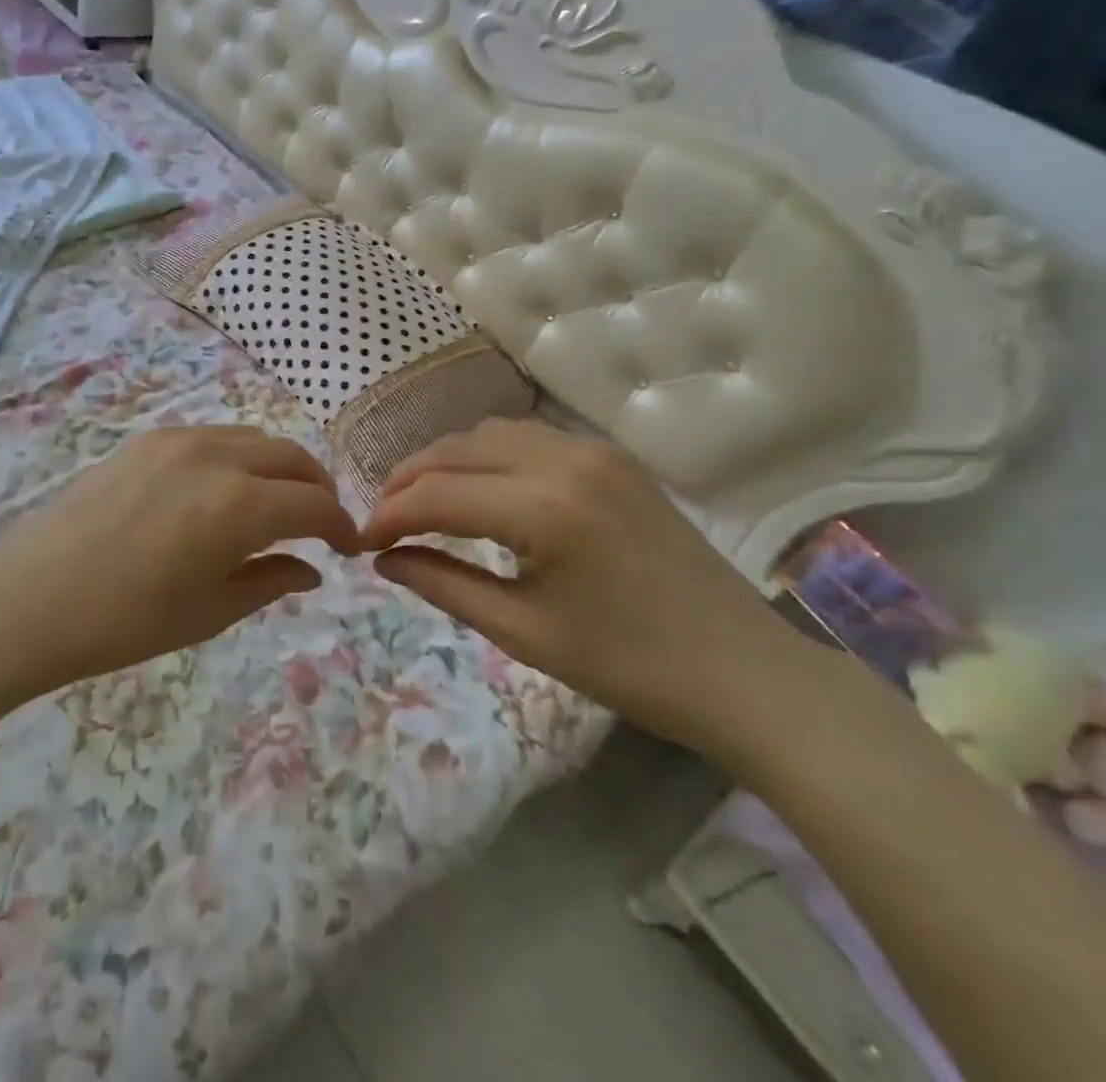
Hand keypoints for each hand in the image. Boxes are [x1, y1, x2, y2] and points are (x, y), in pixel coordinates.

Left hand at [0, 426, 359, 686]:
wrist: (35, 595)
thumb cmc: (128, 619)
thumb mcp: (212, 610)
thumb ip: (272, 581)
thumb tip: (312, 569)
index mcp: (240, 505)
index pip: (314, 504)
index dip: (340, 525)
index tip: (347, 547)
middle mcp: (218, 456)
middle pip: (292, 457)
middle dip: (317, 488)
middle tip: (320, 523)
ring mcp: (180, 439)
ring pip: (255, 438)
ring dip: (280, 467)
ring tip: (277, 503)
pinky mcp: (149, 438)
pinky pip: (215, 436)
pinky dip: (240, 457)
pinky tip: (226, 489)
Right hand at [362, 419, 806, 753]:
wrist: (746, 671)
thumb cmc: (632, 667)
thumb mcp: (524, 632)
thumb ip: (443, 585)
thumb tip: (384, 559)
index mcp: (545, 508)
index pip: (437, 495)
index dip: (389, 516)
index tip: (359, 543)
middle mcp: (565, 459)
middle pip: (456, 449)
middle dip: (408, 480)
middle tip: (382, 521)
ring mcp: (593, 451)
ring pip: (489, 434)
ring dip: (445, 462)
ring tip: (420, 502)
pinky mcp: (611, 457)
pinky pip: (527, 438)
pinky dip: (485, 456)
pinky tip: (477, 489)